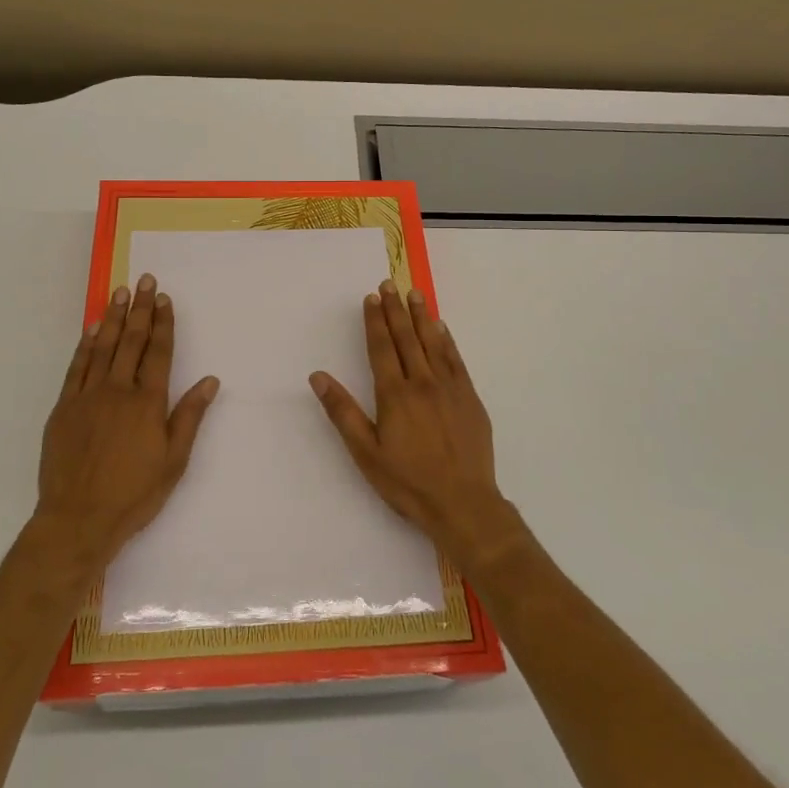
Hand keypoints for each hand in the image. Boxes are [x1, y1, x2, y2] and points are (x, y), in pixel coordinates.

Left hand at [35, 274, 219, 565]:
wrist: (78, 519)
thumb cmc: (134, 494)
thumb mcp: (174, 461)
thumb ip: (189, 417)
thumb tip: (210, 381)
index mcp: (148, 403)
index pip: (158, 352)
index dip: (162, 323)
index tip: (163, 298)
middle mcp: (118, 391)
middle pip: (131, 341)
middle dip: (139, 309)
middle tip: (144, 280)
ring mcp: (88, 397)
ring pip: (102, 348)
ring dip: (111, 318)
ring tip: (119, 293)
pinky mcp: (64, 408)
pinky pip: (76, 368)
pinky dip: (84, 346)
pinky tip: (90, 330)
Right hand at [310, 281, 516, 565]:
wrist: (463, 503)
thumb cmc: (408, 482)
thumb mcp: (365, 452)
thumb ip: (342, 412)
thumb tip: (318, 377)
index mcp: (394, 394)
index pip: (382, 348)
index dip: (375, 321)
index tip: (371, 298)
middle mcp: (422, 382)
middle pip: (407, 338)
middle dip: (396, 310)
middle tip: (390, 284)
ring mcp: (449, 388)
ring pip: (433, 343)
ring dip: (422, 317)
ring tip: (415, 294)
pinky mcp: (470, 398)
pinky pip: (456, 360)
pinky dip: (447, 340)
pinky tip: (442, 328)